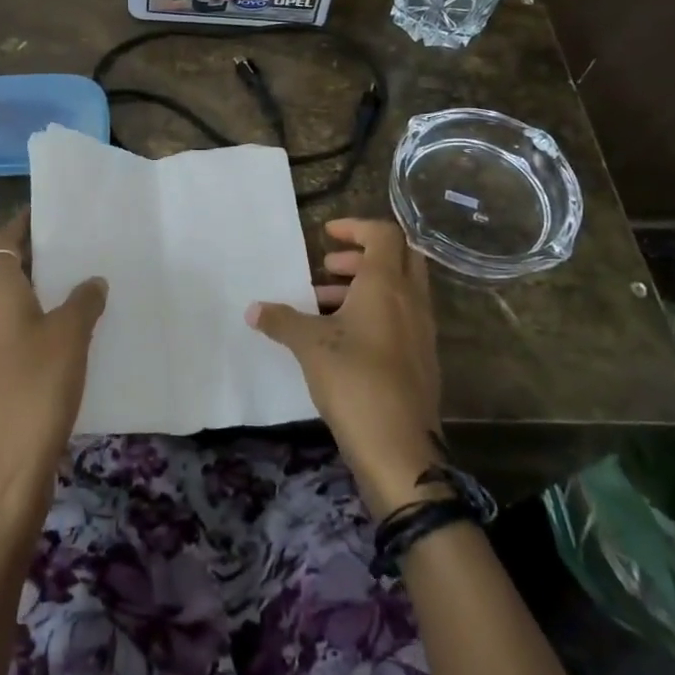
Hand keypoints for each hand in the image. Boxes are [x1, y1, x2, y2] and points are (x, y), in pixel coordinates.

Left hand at [0, 211, 107, 525]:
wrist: (3, 473)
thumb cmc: (35, 389)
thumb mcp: (70, 337)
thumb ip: (83, 302)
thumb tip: (91, 281)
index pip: (1, 243)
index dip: (21, 224)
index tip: (48, 212)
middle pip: (5, 274)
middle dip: (37, 259)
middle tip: (76, 249)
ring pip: (11, 309)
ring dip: (40, 296)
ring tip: (81, 290)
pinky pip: (14, 340)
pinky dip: (38, 329)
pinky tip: (71, 341)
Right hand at [247, 218, 442, 517]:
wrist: (399, 448)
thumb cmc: (354, 380)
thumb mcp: (310, 345)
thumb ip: (282, 320)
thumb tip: (253, 309)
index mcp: (387, 285)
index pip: (384, 234)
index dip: (356, 226)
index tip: (326, 234)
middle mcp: (411, 300)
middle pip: (399, 257)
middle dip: (362, 255)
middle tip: (328, 267)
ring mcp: (421, 331)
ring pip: (398, 290)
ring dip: (364, 287)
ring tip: (322, 303)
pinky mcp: (421, 359)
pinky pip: (400, 318)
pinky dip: (374, 313)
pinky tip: (341, 338)